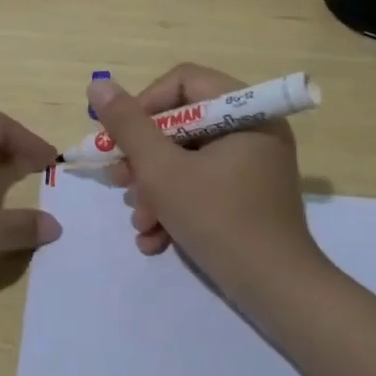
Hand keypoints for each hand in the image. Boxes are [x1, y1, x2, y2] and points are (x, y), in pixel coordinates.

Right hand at [89, 65, 323, 299]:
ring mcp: (252, 165)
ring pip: (186, 159)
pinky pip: (203, 185)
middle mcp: (253, 130)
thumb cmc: (219, 220)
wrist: (276, 293)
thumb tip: (98, 86)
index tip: (121, 139)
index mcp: (246, 111)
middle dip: (144, 158)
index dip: (145, 105)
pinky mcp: (248, 197)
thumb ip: (128, 125)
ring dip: (154, 189)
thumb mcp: (162, 170)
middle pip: (181, 123)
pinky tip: (155, 239)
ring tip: (140, 221)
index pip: (183, 82)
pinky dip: (176, 207)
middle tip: (121, 182)